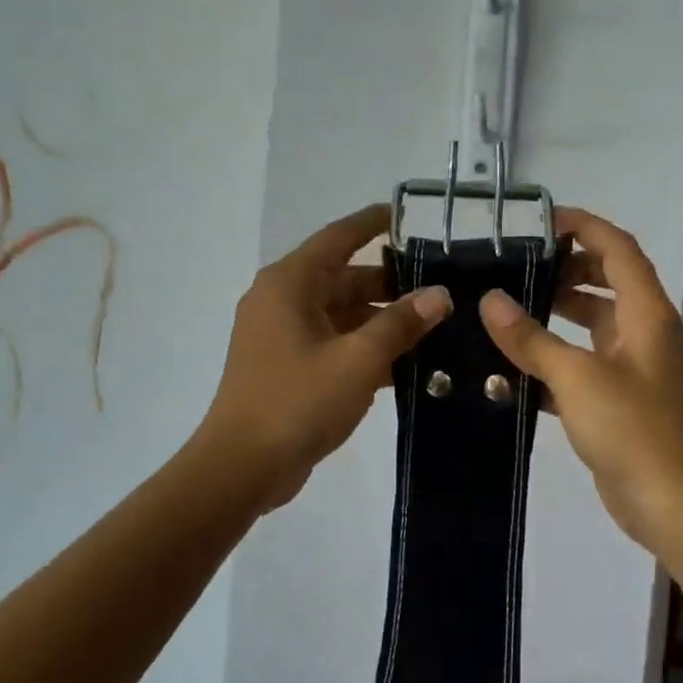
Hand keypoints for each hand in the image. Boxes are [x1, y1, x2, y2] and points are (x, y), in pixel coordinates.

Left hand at [200, 205, 450, 513]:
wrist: (243, 467)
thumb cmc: (298, 401)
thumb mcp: (359, 360)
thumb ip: (401, 323)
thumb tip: (439, 294)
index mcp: (290, 283)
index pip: (338, 238)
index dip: (372, 223)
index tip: (407, 215)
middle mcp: (282, 300)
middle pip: (343, 278)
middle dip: (389, 283)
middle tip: (439, 288)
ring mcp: (282, 335)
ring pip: (341, 314)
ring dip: (381, 320)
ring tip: (433, 327)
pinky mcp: (287, 366)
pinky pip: (333, 342)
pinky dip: (364, 347)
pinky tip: (406, 363)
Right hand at [479, 208, 682, 559]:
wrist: (668, 504)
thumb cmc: (630, 429)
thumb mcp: (576, 378)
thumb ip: (531, 338)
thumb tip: (489, 300)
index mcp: (645, 313)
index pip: (617, 248)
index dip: (583, 226)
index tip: (539, 220)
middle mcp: (643, 331)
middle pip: (607, 280)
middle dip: (566, 266)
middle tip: (517, 264)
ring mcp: (633, 365)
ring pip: (594, 321)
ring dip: (558, 310)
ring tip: (509, 304)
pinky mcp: (619, 397)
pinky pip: (584, 360)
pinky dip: (555, 354)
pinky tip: (515, 361)